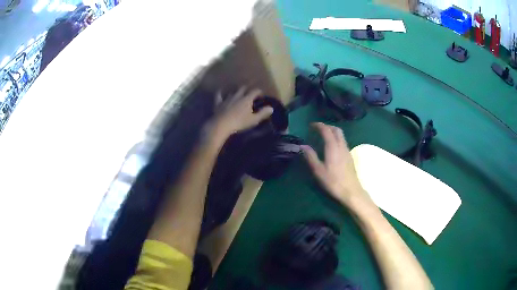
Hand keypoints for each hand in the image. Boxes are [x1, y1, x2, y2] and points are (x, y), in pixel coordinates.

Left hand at [208, 87, 273, 141]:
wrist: (222, 125)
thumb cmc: (239, 122)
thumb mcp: (254, 120)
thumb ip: (262, 113)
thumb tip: (271, 108)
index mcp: (247, 99)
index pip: (255, 91)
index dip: (259, 92)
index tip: (261, 96)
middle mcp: (237, 95)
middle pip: (243, 88)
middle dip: (247, 89)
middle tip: (250, 94)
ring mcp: (227, 98)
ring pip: (232, 91)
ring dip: (236, 92)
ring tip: (238, 95)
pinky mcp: (218, 103)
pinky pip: (219, 95)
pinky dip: (220, 93)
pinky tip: (221, 92)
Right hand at [301, 123, 371, 205]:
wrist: (351, 191)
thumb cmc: (333, 181)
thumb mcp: (318, 170)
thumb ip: (311, 156)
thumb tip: (303, 146)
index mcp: (333, 147)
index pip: (326, 130)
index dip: (319, 125)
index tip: (311, 125)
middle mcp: (341, 145)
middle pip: (336, 130)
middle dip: (327, 126)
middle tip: (318, 129)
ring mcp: (347, 151)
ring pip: (341, 136)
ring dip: (333, 132)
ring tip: (324, 137)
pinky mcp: (350, 157)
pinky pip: (343, 142)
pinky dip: (336, 139)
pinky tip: (332, 148)